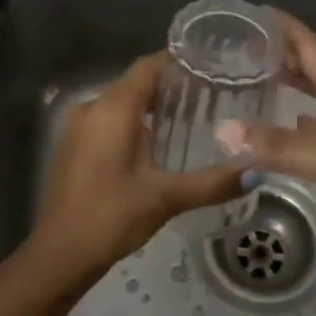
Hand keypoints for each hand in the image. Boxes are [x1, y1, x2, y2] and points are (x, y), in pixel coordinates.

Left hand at [22, 53, 244, 284]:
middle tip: (210, 95)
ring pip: (119, 102)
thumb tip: (256, 171)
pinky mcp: (71, 145)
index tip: (210, 65)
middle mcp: (91, 106)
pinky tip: (155, 145)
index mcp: (113, 108)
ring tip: (189, 119)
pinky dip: (130, 123)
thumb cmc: (111, 217)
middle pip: (135, 83)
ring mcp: (77, 126)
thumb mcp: (165, 198)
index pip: (148, 66)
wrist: (59, 254)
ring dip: (149, 107)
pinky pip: (105, 120)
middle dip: (169, 86)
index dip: (177, 61)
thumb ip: (211, 182)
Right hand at [219, 10, 315, 270]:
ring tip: (256, 87)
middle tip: (242, 50)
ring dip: (294, 90)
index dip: (287, 28)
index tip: (255, 11)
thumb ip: (280, 147)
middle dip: (283, 57)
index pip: (314, 48)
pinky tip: (288, 135)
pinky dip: (304, 128)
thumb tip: (221, 131)